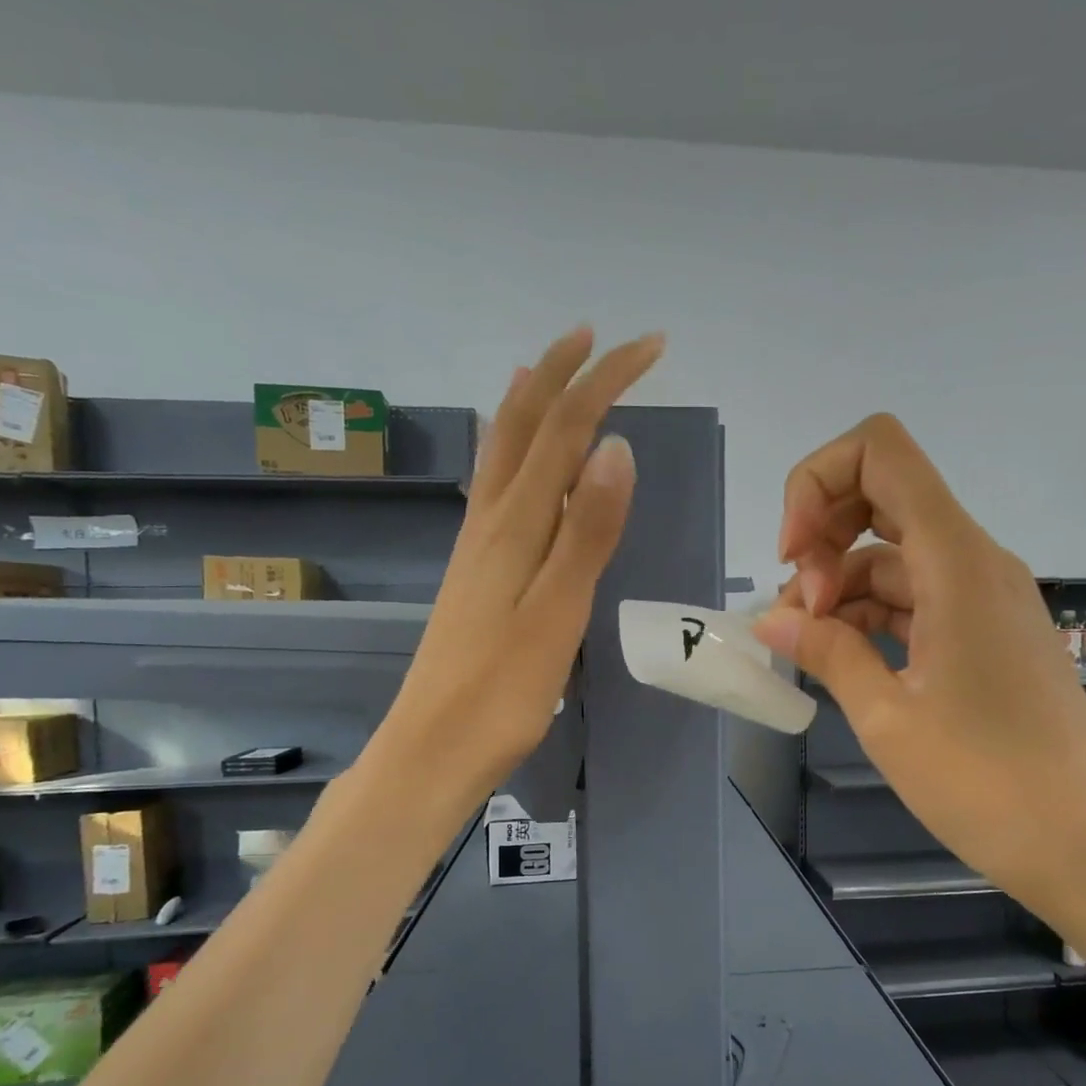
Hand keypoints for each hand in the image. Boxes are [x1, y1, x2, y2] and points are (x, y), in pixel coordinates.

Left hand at [367, 326, 663, 816]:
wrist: (433, 747)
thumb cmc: (502, 691)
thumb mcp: (556, 611)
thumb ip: (585, 531)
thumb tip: (614, 446)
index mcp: (514, 525)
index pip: (564, 429)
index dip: (605, 380)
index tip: (651, 347)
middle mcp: (490, 520)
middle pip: (523, 424)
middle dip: (564, 374)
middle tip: (602, 338)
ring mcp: (476, 544)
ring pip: (502, 450)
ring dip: (531, 401)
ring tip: (552, 369)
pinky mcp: (475, 571)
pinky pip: (495, 486)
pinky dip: (513, 449)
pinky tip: (518, 459)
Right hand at [752, 415, 1085, 927]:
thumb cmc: (985, 783)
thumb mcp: (886, 716)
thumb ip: (826, 651)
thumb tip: (770, 618)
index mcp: (956, 560)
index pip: (880, 452)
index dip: (817, 484)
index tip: (792, 558)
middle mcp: (976, 560)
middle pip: (883, 496)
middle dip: (823, 536)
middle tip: (797, 613)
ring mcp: (986, 597)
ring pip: (895, 555)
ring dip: (842, 585)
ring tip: (808, 647)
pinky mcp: (988, 633)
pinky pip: (917, 597)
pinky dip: (872, 614)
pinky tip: (842, 656)